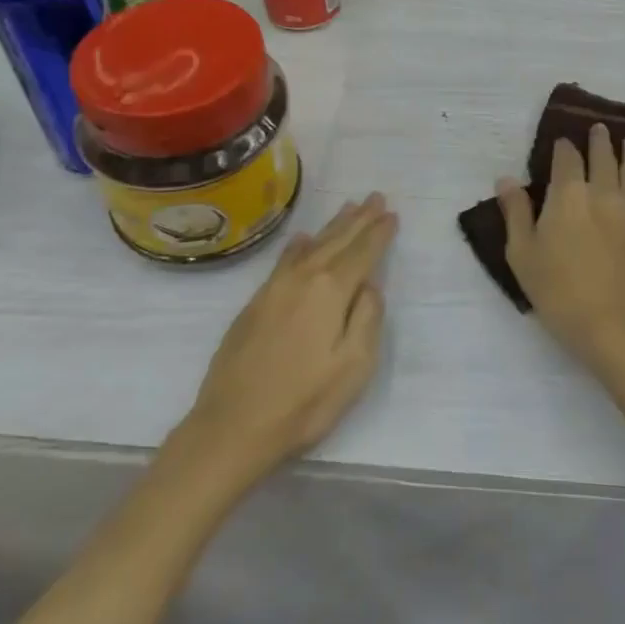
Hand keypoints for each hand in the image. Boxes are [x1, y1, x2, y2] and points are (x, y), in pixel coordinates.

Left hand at [183, 193, 395, 480]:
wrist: (232, 426)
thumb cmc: (303, 402)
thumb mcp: (353, 367)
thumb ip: (367, 319)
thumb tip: (369, 286)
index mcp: (330, 290)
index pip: (362, 253)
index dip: (378, 233)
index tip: (392, 214)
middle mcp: (302, 278)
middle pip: (336, 241)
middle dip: (359, 219)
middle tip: (375, 197)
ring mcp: (274, 288)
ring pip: (311, 246)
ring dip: (332, 226)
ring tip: (348, 207)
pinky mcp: (255, 303)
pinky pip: (284, 260)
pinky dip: (298, 246)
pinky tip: (301, 239)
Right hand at [498, 123, 624, 379]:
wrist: (611, 325)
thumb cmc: (557, 290)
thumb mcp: (522, 253)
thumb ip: (515, 212)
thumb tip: (506, 179)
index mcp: (568, 195)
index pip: (567, 157)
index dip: (564, 147)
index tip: (563, 142)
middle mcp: (602, 192)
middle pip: (604, 156)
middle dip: (600, 140)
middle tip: (600, 129)